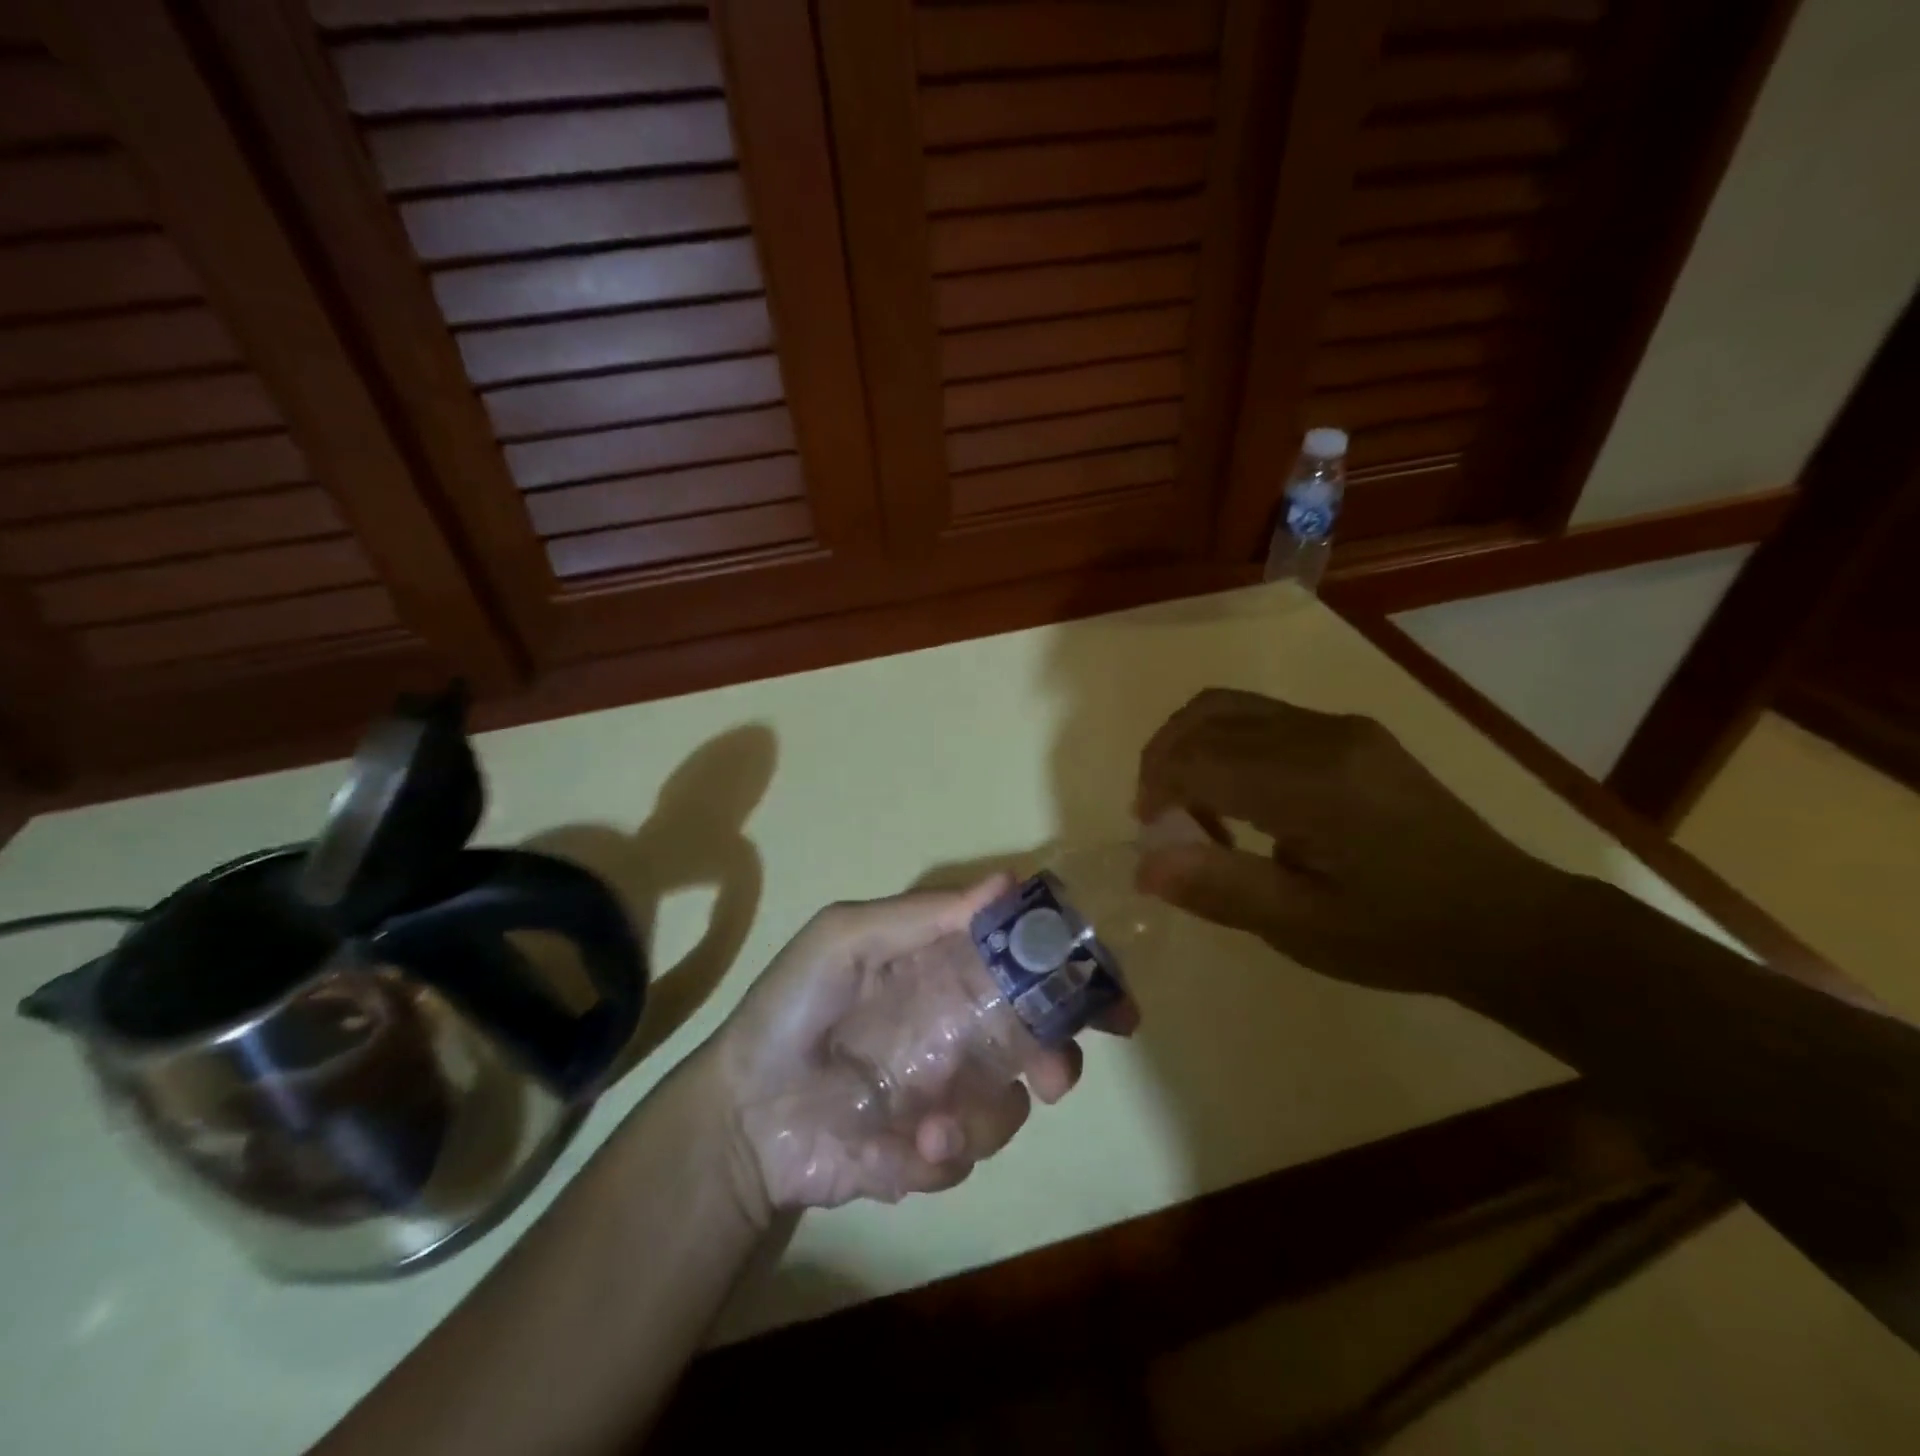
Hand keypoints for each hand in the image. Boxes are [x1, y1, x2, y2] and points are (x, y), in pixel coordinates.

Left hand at [709, 879, 1086, 1214]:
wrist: (741, 1110)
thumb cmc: (793, 1007)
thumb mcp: (845, 939)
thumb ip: (921, 916)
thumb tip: (1007, 882)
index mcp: (944, 976)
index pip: (1022, 967)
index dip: (1070, 977)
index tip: (1109, 997)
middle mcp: (956, 1032)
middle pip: (1038, 1041)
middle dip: (1060, 1058)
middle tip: (1054, 1074)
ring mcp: (945, 1095)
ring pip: (1009, 1106)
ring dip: (985, 1117)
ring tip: (935, 1125)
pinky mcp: (926, 1154)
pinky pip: (963, 1159)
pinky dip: (943, 1157)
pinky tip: (906, 1149)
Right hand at [1134, 689, 1572, 995]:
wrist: (1510, 922)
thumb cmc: (1403, 934)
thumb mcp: (1305, 928)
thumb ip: (1221, 888)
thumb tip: (1144, 865)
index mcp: (1313, 782)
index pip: (1201, 755)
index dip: (1157, 784)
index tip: (1147, 830)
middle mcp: (1323, 734)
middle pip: (1209, 715)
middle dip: (1165, 758)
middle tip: (1157, 815)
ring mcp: (1341, 727)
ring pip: (1233, 707)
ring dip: (1193, 746)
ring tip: (1189, 805)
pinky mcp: (1352, 734)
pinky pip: (1263, 719)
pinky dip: (1226, 746)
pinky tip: (1238, 798)